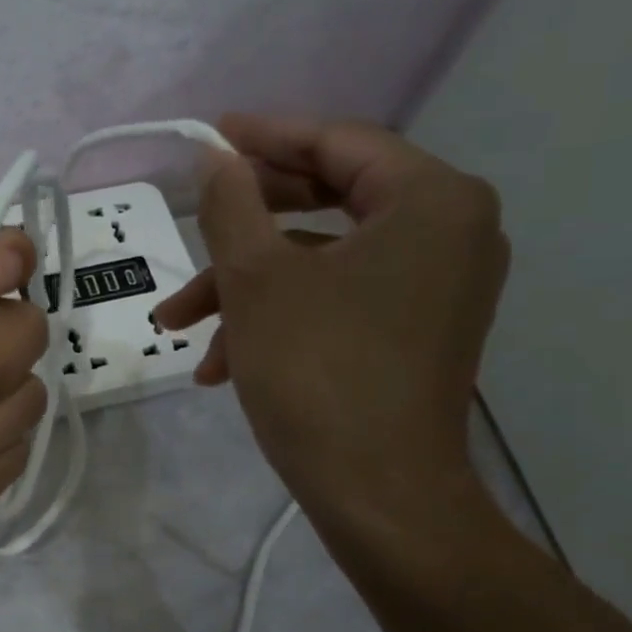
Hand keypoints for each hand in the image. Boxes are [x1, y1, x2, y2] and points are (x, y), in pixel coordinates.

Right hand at [154, 114, 508, 550]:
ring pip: (324, 261)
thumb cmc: (317, 371)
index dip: (265, 136)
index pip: (339, 143)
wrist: (378, 496)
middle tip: (195, 215)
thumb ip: (232, 205)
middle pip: (332, 199)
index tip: (210, 135)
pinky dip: (280, 318)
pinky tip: (219, 363)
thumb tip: (217, 158)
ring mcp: (437, 287)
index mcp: (432, 201)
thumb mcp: (257, 280)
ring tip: (180, 325)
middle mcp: (451, 232)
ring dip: (248, 287)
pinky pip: (340, 300)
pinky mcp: (417, 332)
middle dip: (248, 221)